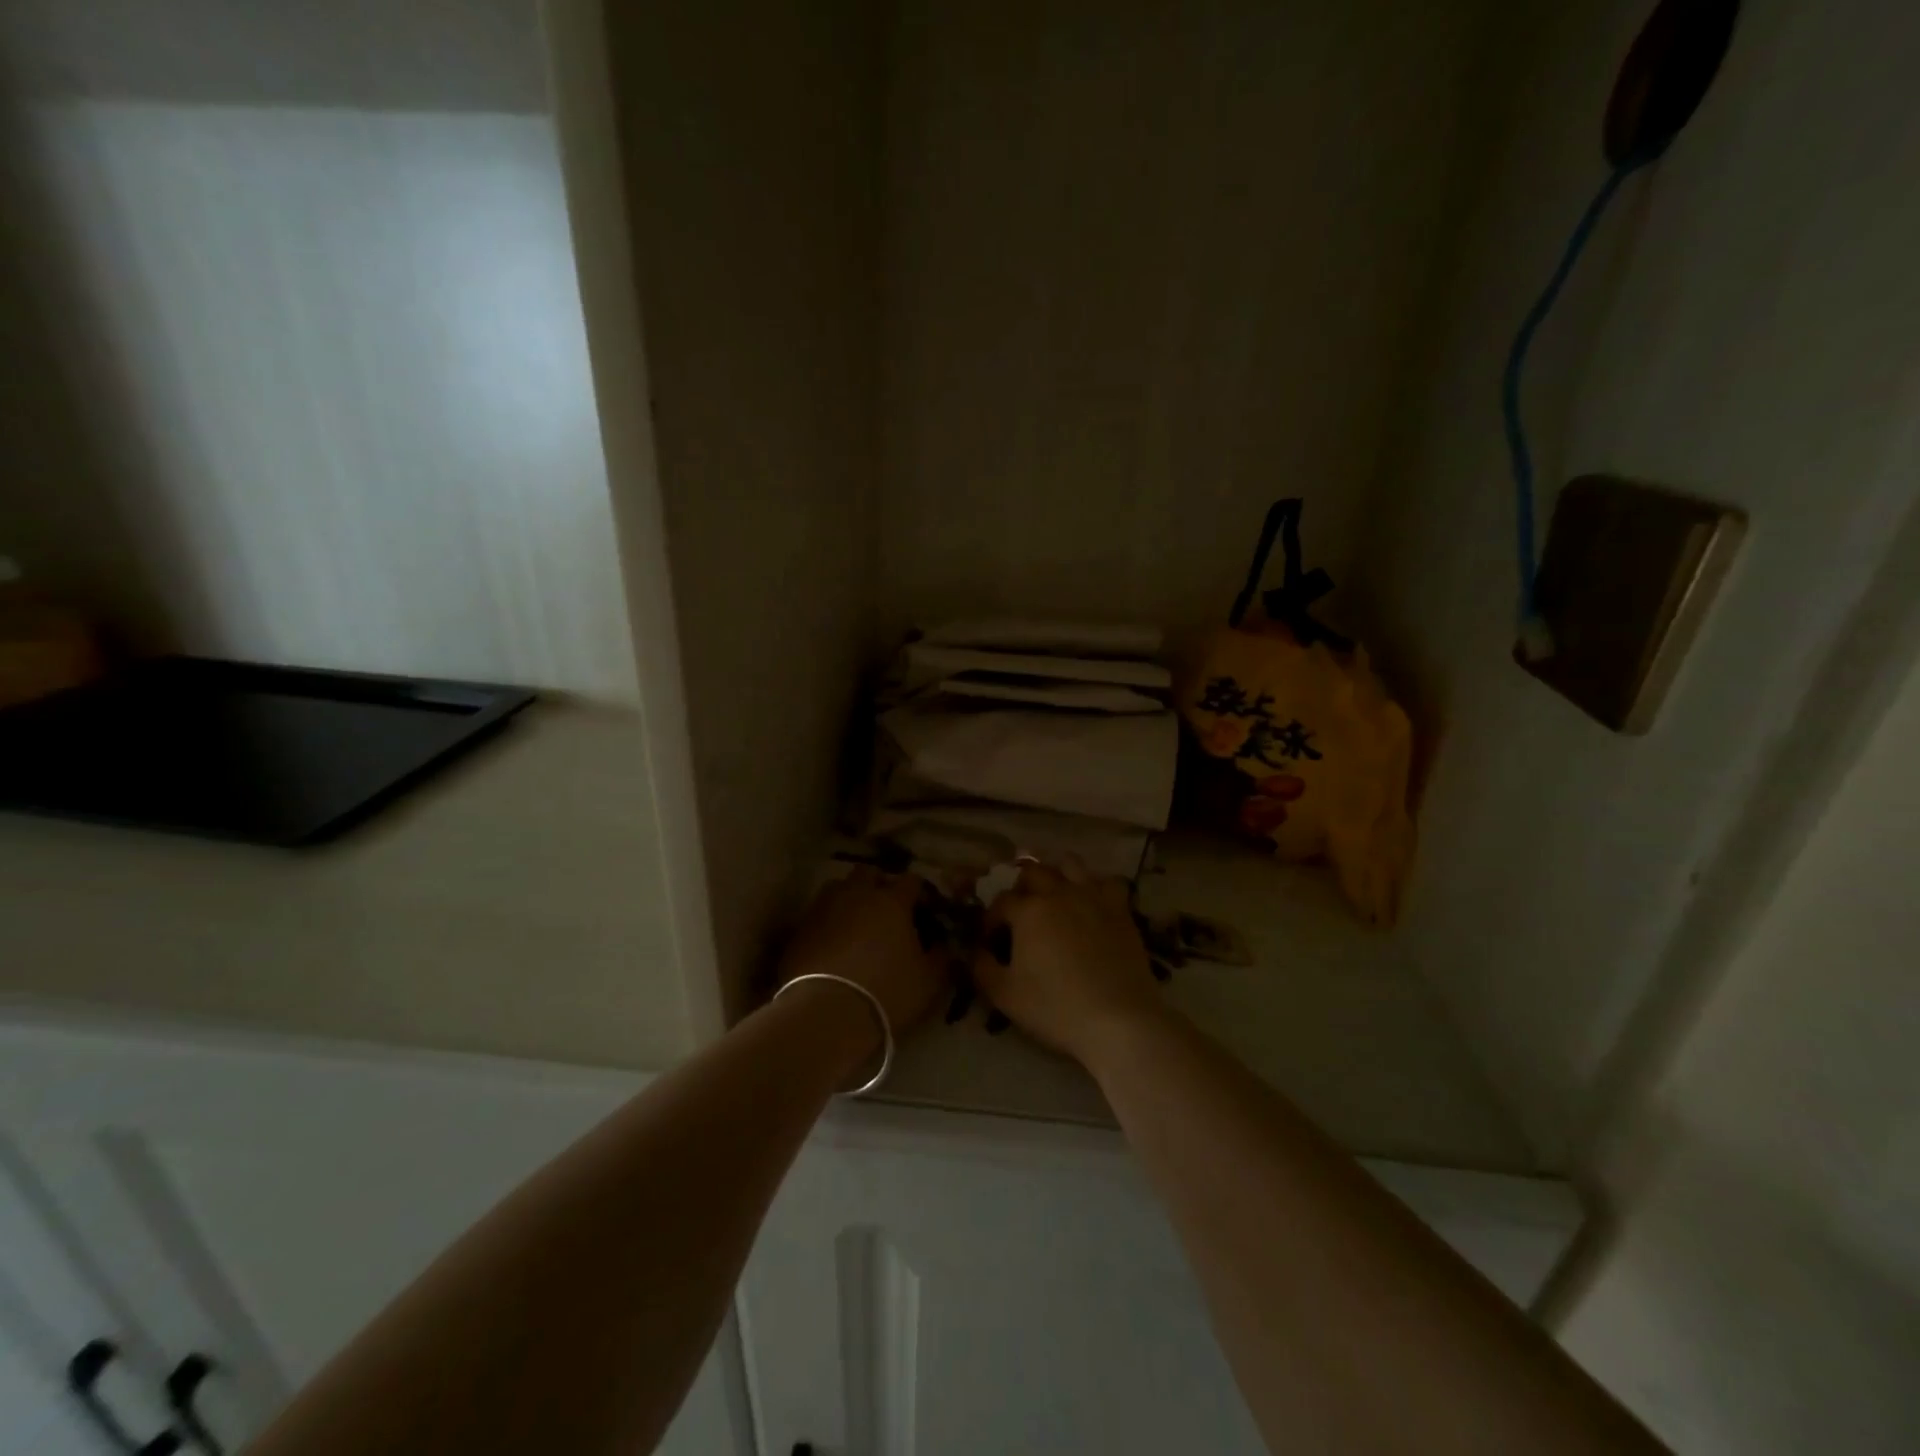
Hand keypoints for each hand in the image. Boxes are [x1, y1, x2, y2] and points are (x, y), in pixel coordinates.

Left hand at [777, 868, 947, 1036]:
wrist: (825, 1014)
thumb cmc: (887, 992)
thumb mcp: (929, 980)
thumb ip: (940, 956)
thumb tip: (943, 945)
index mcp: (892, 900)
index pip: (911, 880)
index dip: (920, 893)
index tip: (925, 910)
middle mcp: (856, 894)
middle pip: (869, 872)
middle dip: (880, 884)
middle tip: (888, 909)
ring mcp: (824, 908)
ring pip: (839, 887)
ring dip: (850, 897)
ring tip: (857, 921)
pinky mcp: (799, 929)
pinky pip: (818, 914)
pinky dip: (828, 921)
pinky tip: (833, 942)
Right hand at [972, 857, 1167, 1064]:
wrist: (1119, 1021)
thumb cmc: (1056, 1008)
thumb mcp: (1004, 995)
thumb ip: (981, 967)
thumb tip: (975, 951)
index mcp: (1029, 910)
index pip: (1001, 901)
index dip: (991, 919)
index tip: (991, 940)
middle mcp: (1059, 893)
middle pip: (1033, 871)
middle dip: (1020, 887)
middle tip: (1020, 914)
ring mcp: (1093, 897)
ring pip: (1070, 864)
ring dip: (1057, 874)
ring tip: (1054, 896)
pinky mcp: (1121, 910)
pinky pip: (1107, 882)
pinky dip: (1095, 887)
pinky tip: (1091, 904)